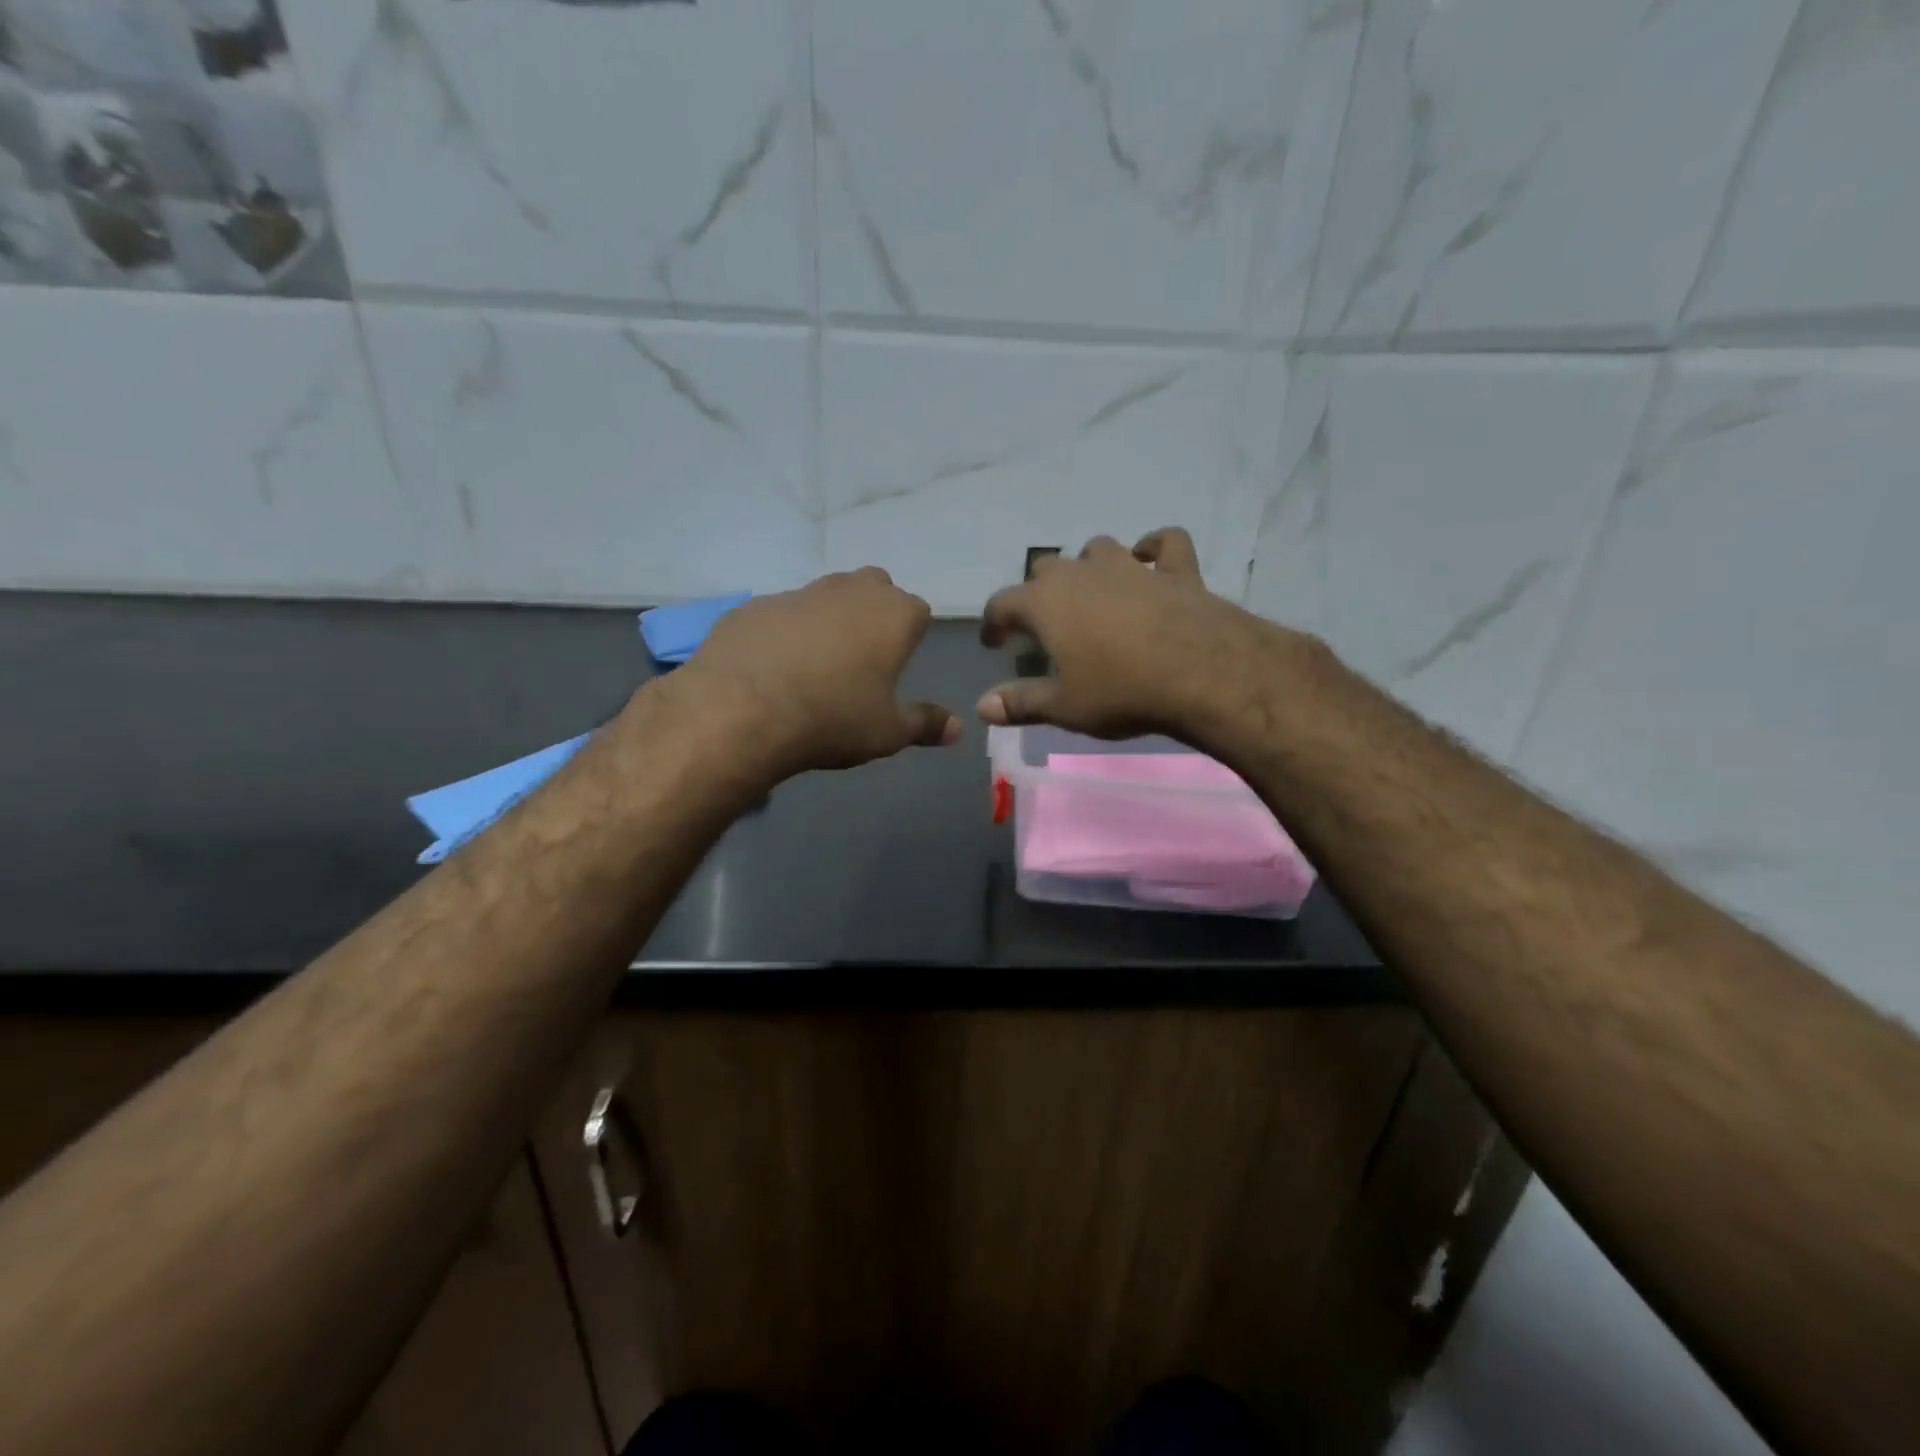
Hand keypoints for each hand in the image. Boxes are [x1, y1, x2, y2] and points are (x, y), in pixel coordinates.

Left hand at [678, 567, 959, 780]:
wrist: (741, 711)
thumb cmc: (833, 719)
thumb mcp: (888, 732)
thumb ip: (925, 724)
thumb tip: (957, 729)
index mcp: (892, 614)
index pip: (918, 611)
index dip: (911, 636)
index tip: (898, 665)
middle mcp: (849, 590)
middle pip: (874, 588)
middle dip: (874, 614)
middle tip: (863, 658)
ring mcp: (798, 593)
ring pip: (826, 596)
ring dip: (829, 620)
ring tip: (816, 666)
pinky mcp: (753, 606)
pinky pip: (781, 614)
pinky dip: (784, 633)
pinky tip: (772, 668)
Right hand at [977, 528, 1281, 742]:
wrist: (1202, 674)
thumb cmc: (1121, 691)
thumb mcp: (1064, 706)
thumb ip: (1020, 703)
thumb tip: (982, 706)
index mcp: (1046, 603)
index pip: (1002, 603)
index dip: (993, 622)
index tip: (994, 642)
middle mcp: (1082, 573)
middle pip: (1046, 569)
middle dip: (1038, 592)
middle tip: (1043, 624)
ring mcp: (1130, 566)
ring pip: (1098, 549)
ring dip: (1088, 566)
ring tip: (1091, 591)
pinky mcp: (1176, 569)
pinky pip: (1164, 543)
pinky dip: (1154, 549)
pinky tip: (1150, 559)